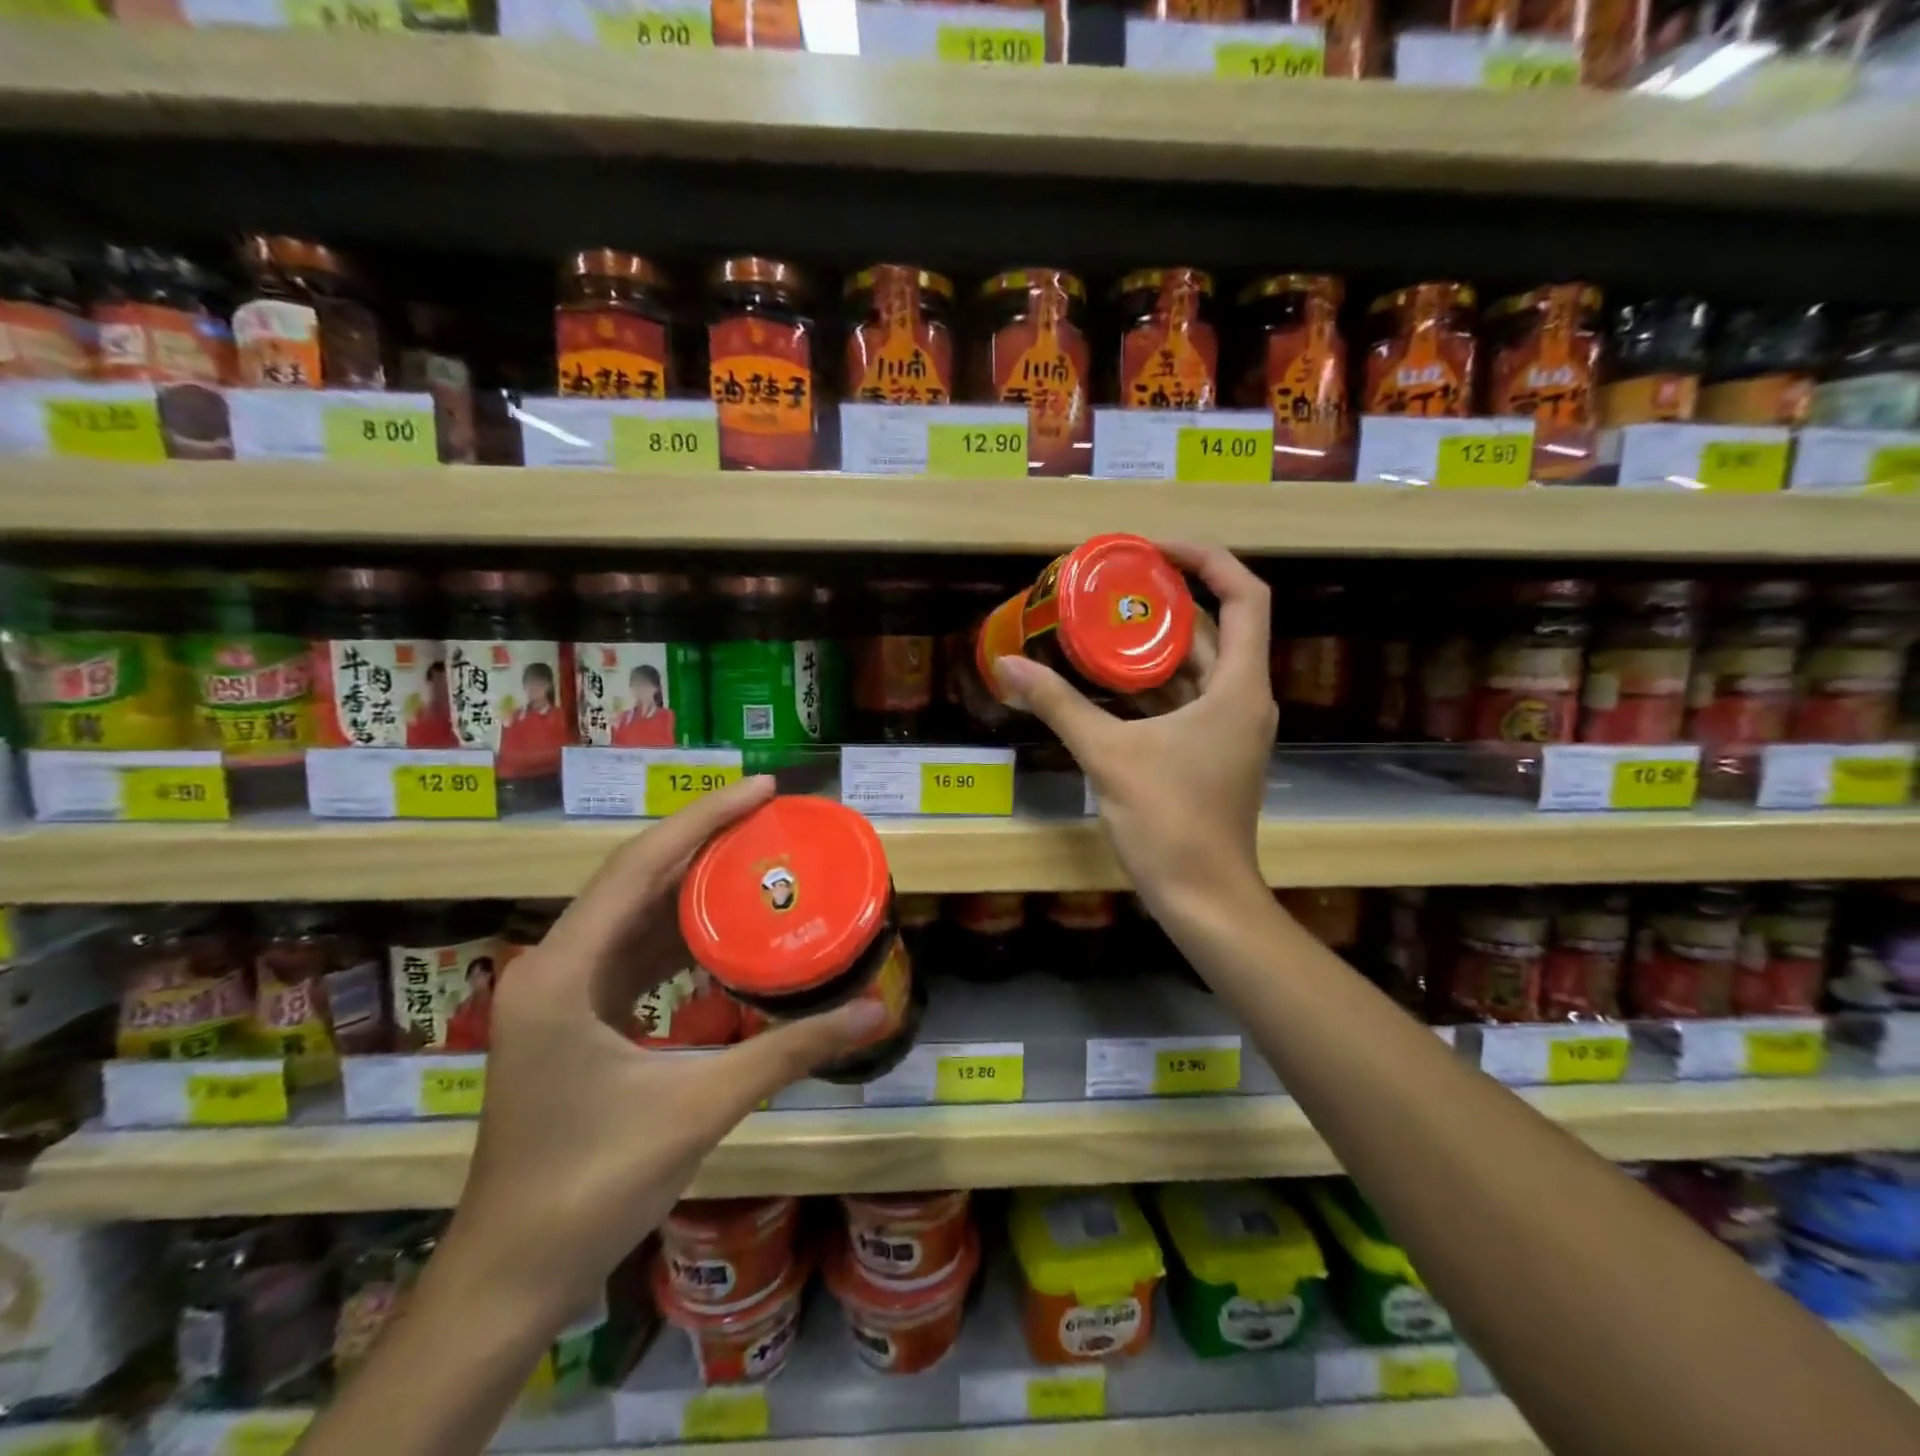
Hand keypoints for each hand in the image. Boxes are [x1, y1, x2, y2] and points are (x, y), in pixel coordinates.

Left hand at [440, 776, 886, 1330]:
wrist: (512, 1276)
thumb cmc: (594, 1185)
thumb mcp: (701, 1105)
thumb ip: (791, 1051)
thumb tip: (876, 1012)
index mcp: (563, 971)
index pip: (639, 866)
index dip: (704, 819)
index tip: (764, 789)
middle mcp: (553, 966)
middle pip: (635, 878)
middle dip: (704, 840)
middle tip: (772, 816)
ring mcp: (558, 992)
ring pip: (632, 912)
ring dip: (692, 883)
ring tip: (756, 856)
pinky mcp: (572, 1017)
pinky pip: (632, 951)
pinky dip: (679, 931)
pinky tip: (724, 928)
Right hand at [993, 542, 1275, 918]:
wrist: (1203, 896)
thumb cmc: (1168, 821)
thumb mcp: (1108, 755)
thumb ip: (1058, 705)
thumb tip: (1008, 664)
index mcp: (1238, 686)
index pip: (1245, 595)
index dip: (1205, 559)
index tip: (1152, 550)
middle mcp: (1244, 698)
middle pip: (1216, 627)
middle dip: (1166, 600)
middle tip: (1111, 584)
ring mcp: (1229, 729)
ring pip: (1197, 667)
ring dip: (1154, 644)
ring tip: (1101, 622)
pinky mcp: (1211, 753)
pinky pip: (1185, 700)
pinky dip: (1151, 685)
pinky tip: (1106, 681)